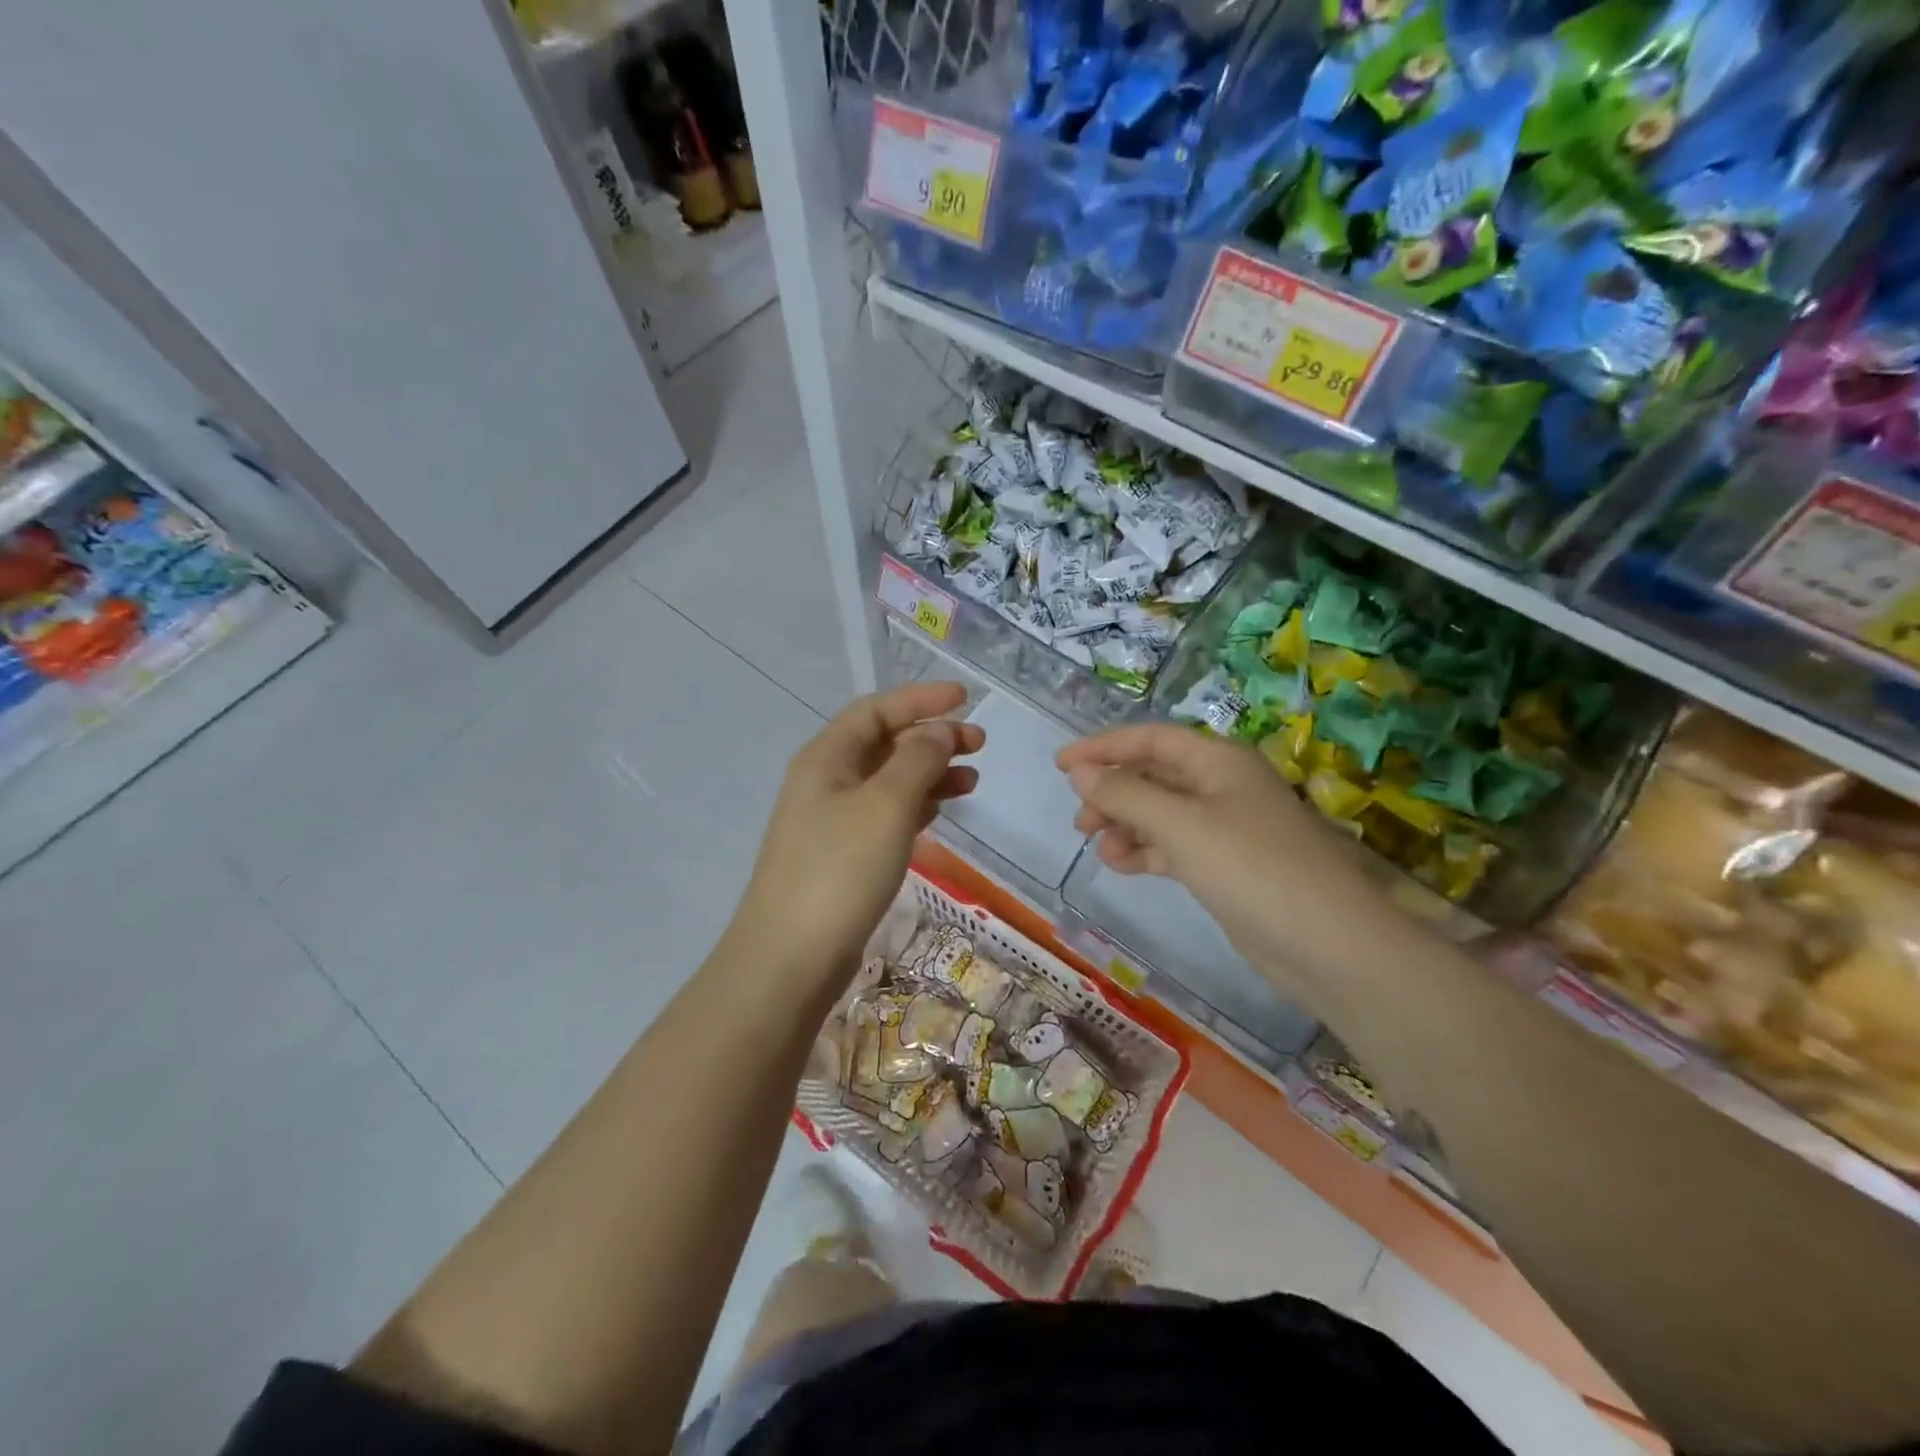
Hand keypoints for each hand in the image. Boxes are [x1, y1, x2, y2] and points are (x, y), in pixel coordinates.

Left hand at [729, 683, 982, 992]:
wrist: (791, 957)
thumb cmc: (840, 869)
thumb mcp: (885, 805)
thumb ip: (917, 760)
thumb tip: (938, 732)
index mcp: (826, 758)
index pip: (876, 710)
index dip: (920, 699)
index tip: (965, 699)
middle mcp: (826, 781)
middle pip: (884, 743)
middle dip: (931, 738)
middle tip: (979, 746)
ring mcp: (832, 820)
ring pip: (889, 781)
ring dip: (930, 774)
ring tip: (972, 781)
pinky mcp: (843, 855)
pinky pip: (885, 814)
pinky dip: (916, 806)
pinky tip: (940, 812)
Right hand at [1056, 724, 1387, 980]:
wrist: (1328, 944)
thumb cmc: (1252, 868)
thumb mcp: (1180, 825)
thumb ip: (1125, 795)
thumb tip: (1080, 771)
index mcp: (1218, 760)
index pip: (1151, 739)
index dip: (1103, 747)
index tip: (1061, 765)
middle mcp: (1222, 786)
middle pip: (1154, 775)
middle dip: (1113, 791)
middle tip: (1080, 820)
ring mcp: (1227, 828)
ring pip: (1161, 813)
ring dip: (1126, 824)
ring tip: (1099, 847)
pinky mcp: (1227, 866)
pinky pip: (1174, 846)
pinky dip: (1146, 851)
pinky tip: (1123, 864)